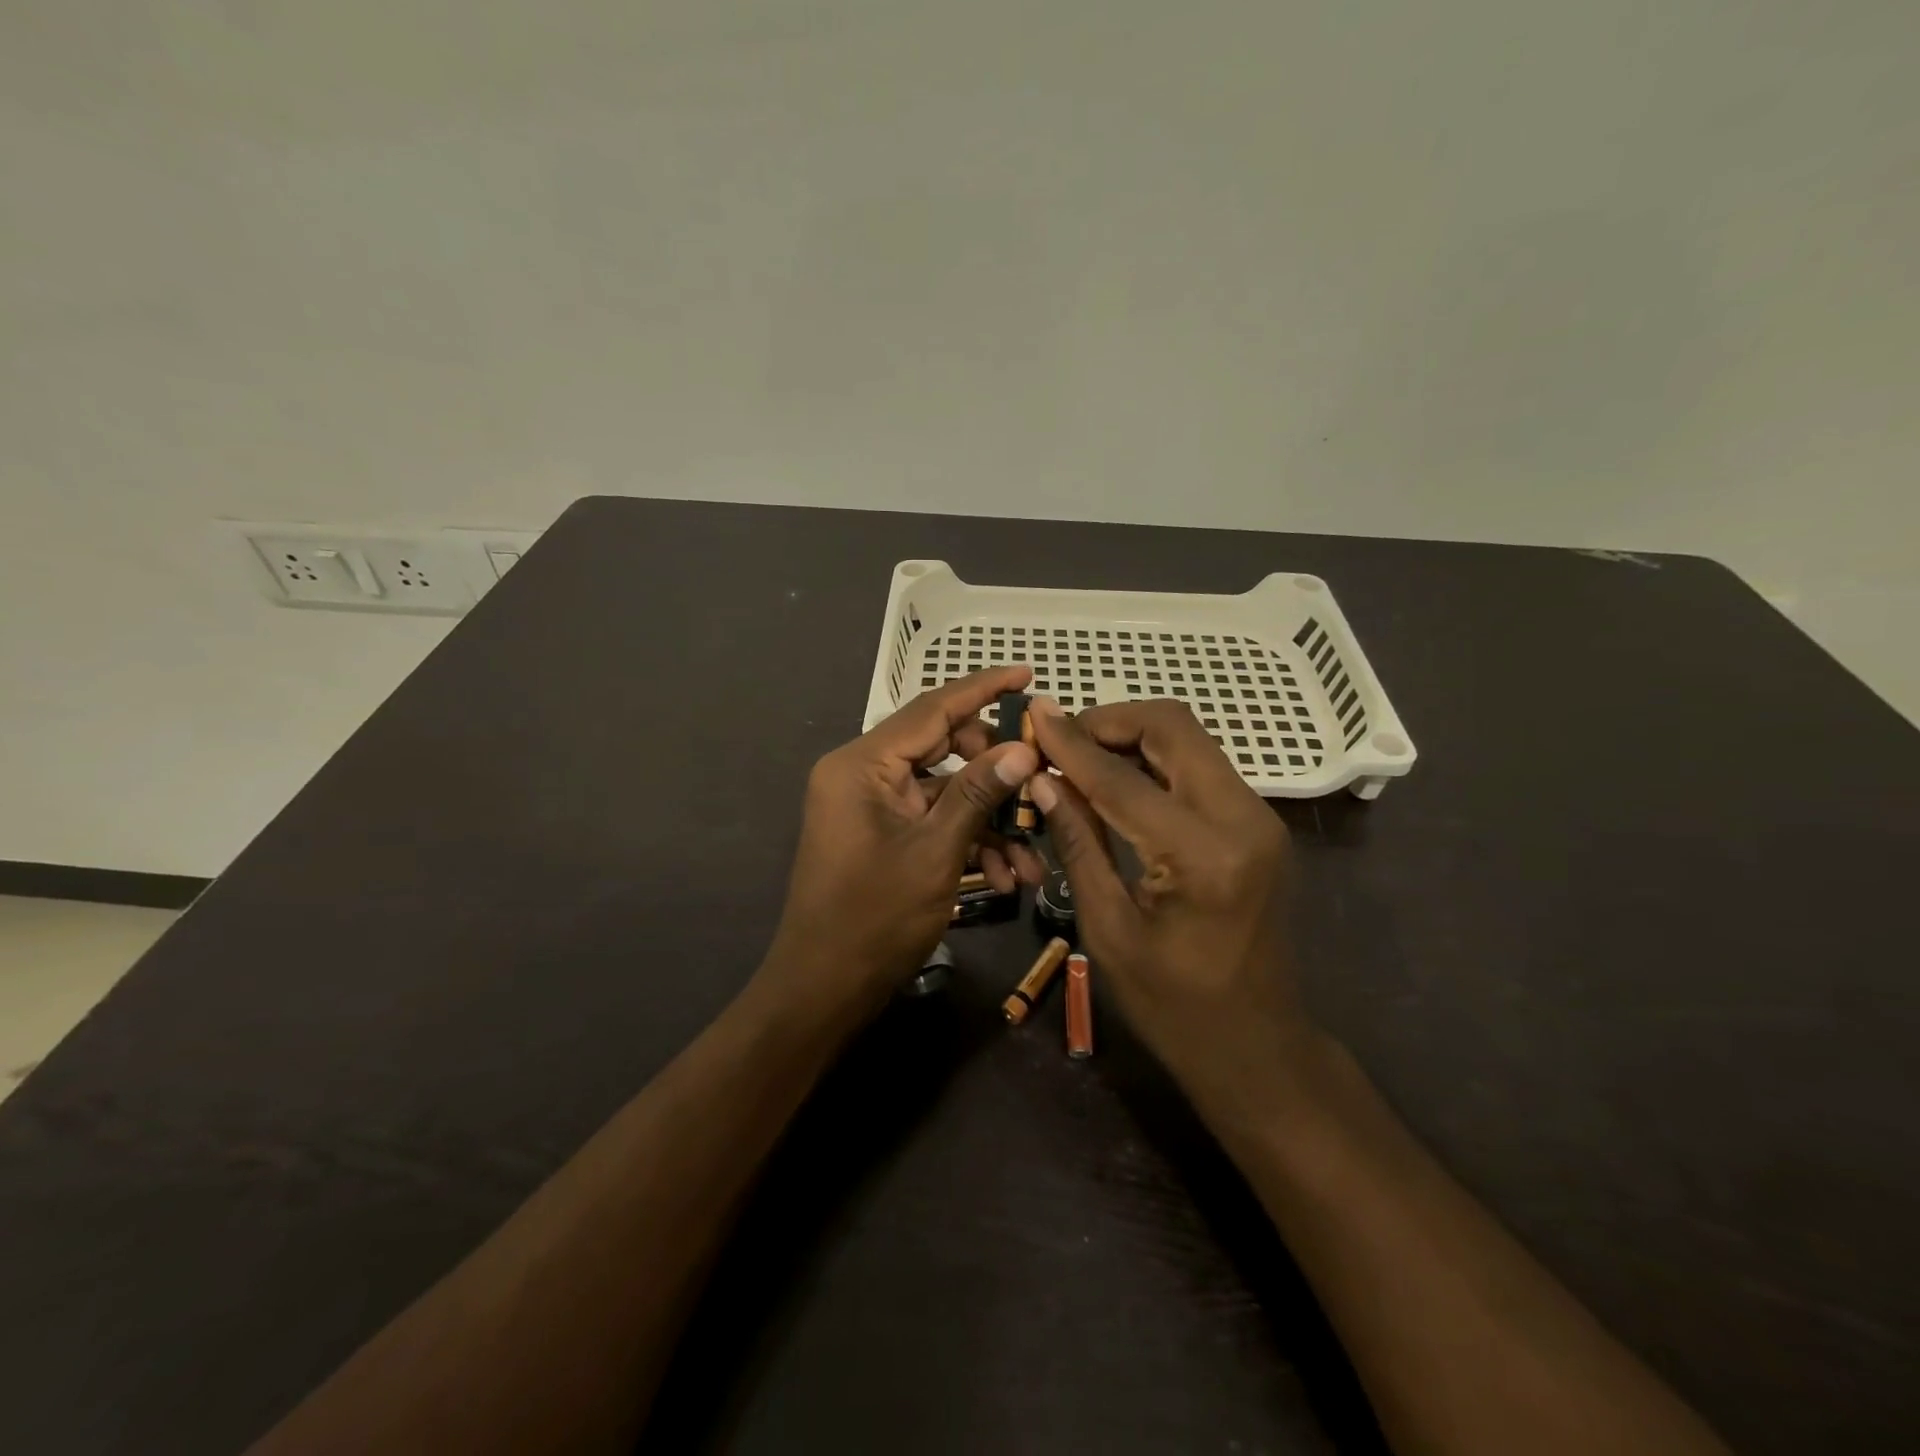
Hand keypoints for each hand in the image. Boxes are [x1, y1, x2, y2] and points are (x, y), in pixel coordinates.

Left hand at [761, 667, 1044, 1025]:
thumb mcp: (935, 852)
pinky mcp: (882, 834)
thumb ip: (978, 794)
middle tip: (1040, 786)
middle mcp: (863, 774)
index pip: (932, 708)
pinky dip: (967, 842)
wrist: (824, 989)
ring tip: (1030, 861)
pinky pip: (932, 821)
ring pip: (945, 792)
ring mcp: (872, 805)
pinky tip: (1003, 878)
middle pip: (944, 748)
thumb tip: (1022, 748)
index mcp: (863, 764)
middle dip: (996, 773)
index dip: (983, 688)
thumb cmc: (874, 918)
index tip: (1027, 674)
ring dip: (989, 821)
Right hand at [1026, 697, 1315, 1107]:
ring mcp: (1259, 817)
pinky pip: (1199, 766)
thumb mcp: (1108, 928)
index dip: (1070, 742)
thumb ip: (1078, 842)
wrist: (1257, 1046)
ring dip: (1131, 736)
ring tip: (1078, 756)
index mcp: (1202, 855)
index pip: (1121, 777)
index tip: (1033, 713)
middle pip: (1172, 727)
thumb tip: (1042, 779)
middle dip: (1108, 720)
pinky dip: (1153, 759)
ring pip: (1189, 739)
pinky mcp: (1259, 824)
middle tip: (1058, 739)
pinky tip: (1115, 780)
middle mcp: (1243, 819)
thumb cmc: (1172, 1006)